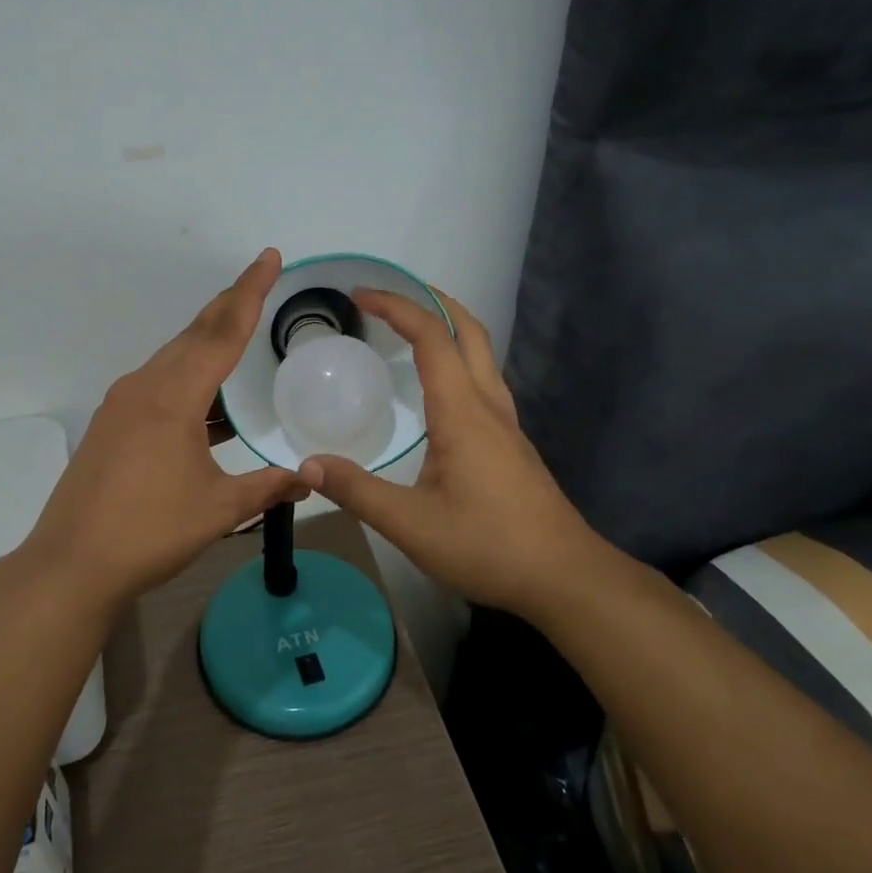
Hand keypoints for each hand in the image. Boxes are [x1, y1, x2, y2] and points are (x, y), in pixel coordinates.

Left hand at [18, 249, 306, 607]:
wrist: (72, 563)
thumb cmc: (149, 531)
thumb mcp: (219, 509)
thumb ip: (268, 487)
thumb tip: (310, 479)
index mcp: (174, 397)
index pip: (222, 332)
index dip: (250, 292)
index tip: (269, 257)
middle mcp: (144, 387)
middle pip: (194, 335)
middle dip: (229, 306)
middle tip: (258, 283)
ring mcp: (122, 405)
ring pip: (173, 359)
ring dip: (207, 344)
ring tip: (239, 337)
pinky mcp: (111, 425)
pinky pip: (158, 385)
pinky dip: (188, 381)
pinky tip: (208, 405)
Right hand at [297, 287, 607, 619]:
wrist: (564, 577)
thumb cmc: (487, 544)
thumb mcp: (410, 523)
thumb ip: (357, 491)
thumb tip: (307, 465)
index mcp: (462, 412)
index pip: (431, 337)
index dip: (396, 307)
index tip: (360, 295)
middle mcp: (488, 405)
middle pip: (468, 331)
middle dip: (431, 301)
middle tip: (391, 295)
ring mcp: (506, 423)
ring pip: (482, 354)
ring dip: (449, 328)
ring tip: (411, 329)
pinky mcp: (512, 443)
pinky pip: (483, 380)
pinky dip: (458, 359)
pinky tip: (438, 389)